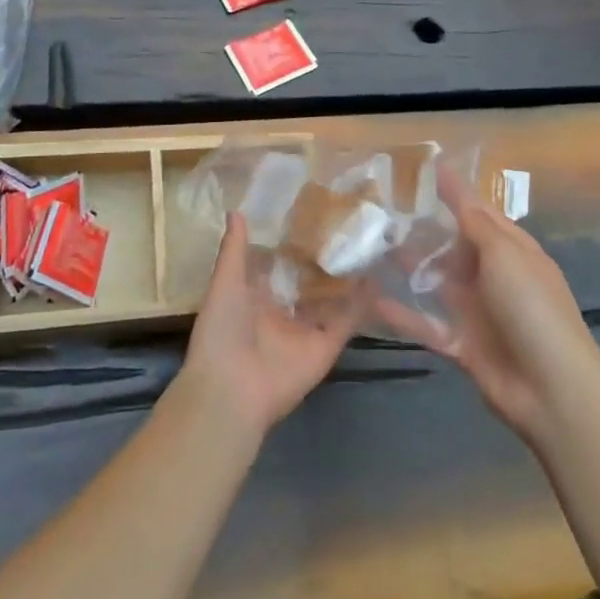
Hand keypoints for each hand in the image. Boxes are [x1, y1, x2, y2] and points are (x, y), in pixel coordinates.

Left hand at [179, 213, 360, 438]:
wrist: (231, 389)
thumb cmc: (222, 330)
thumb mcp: (225, 282)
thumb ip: (234, 249)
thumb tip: (235, 209)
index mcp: (255, 296)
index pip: (278, 264)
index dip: (293, 243)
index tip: (314, 213)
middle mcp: (283, 311)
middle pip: (308, 281)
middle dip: (325, 259)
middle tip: (350, 225)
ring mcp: (305, 330)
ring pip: (332, 300)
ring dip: (348, 279)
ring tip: (370, 245)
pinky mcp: (325, 347)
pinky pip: (346, 323)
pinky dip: (362, 305)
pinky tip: (378, 278)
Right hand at [375, 171, 599, 443]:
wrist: (551, 387)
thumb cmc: (532, 307)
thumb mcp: (505, 254)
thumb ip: (474, 223)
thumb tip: (456, 185)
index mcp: (513, 250)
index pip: (479, 212)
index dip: (454, 191)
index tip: (426, 166)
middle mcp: (494, 276)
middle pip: (453, 246)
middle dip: (423, 228)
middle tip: (382, 208)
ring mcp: (477, 311)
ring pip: (436, 281)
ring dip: (408, 266)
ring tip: (370, 246)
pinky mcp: (461, 343)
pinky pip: (425, 323)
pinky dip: (401, 314)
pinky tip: (370, 300)